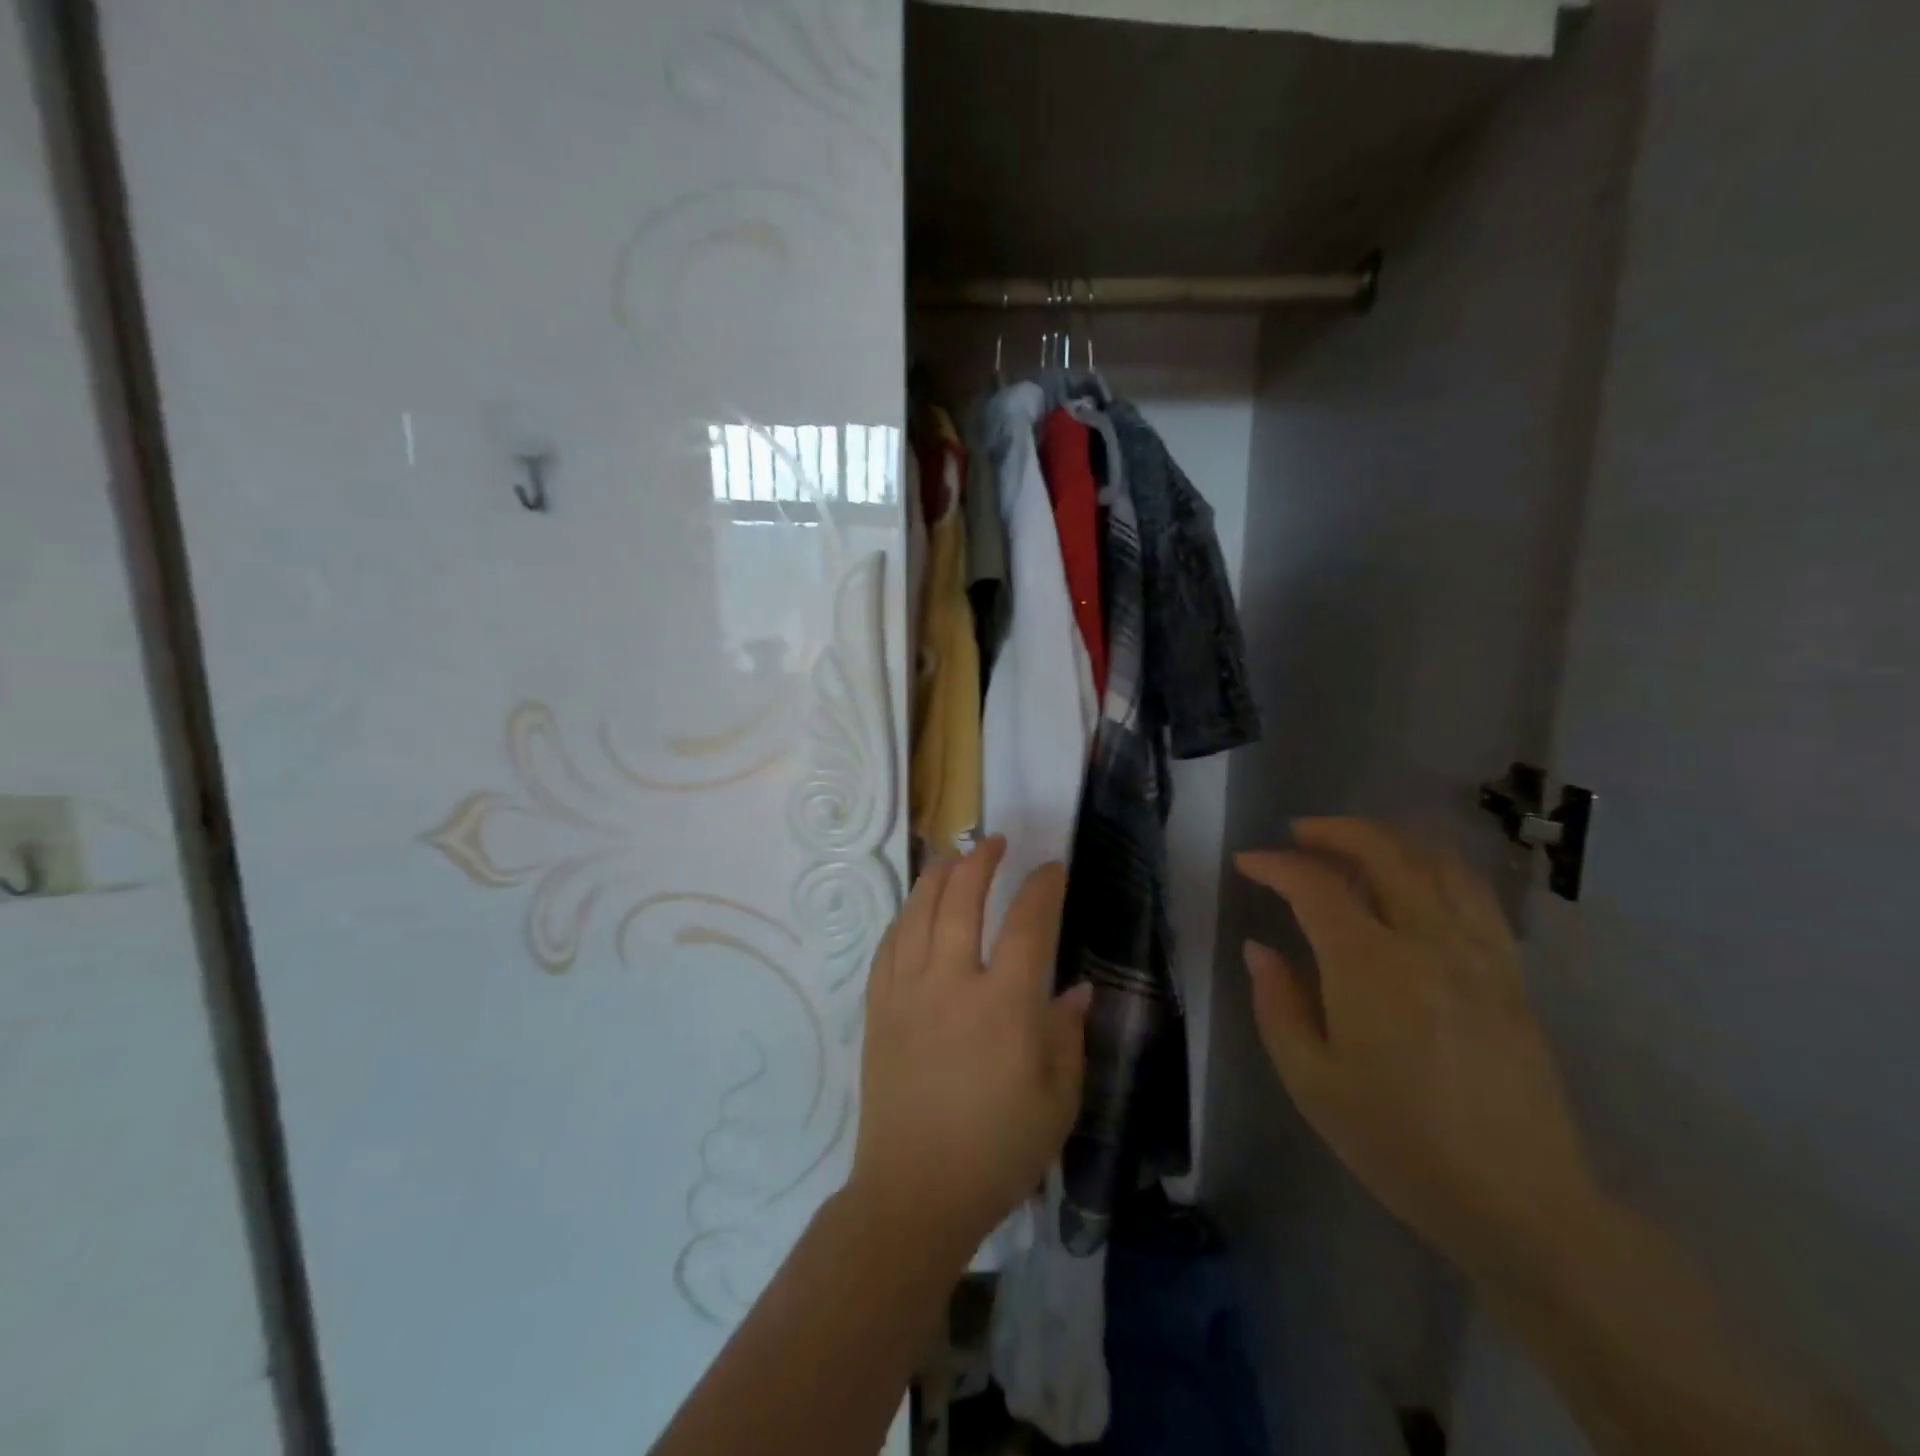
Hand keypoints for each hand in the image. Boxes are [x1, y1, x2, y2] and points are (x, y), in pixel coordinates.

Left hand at [849, 837, 1092, 1256]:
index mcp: (1005, 1005)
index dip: (1042, 888)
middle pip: (962, 898)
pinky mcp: (879, 1007)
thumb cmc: (997, 1151)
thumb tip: (1074, 988)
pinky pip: (889, 944)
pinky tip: (916, 910)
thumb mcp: (1058, 1101)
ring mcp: (908, 991)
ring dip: (938, 876)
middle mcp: (952, 982)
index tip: (1052, 869)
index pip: (1028, 925)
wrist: (914, 1192)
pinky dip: (906, 916)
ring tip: (953, 857)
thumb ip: (1068, 1035)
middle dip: (980, 860)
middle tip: (994, 842)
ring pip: (919, 911)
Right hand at [1236, 818, 1598, 1286]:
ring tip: (1355, 844)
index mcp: (1370, 966)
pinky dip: (1437, 867)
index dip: (1275, 865)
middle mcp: (1429, 942)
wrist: (1519, 1204)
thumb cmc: (1398, 1144)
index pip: (1315, 885)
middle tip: (1298, 834)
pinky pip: (1475, 894)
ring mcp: (1480, 953)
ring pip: (1438, 861)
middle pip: (1384, 851)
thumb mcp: (1310, 1081)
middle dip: (1334, 830)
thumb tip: (1260, 949)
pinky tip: (1416, 880)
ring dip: (1389, 838)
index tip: (1248, 863)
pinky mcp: (1512, 973)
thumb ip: (1277, 1004)